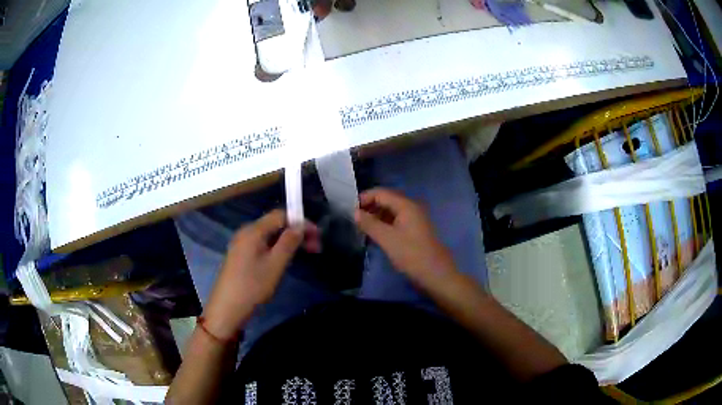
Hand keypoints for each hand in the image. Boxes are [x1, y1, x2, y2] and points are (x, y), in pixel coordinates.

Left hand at [202, 210, 319, 339]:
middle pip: (274, 224)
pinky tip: (284, 260)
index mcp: (253, 231)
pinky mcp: (240, 256)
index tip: (317, 235)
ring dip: (287, 241)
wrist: (227, 308)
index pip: (280, 215)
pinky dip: (276, 248)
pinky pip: (262, 245)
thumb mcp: (275, 264)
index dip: (300, 221)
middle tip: (315, 248)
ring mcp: (241, 244)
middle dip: (296, 232)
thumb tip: (300, 225)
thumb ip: (289, 242)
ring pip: (269, 236)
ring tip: (303, 254)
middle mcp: (246, 232)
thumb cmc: (252, 286)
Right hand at [354, 188, 457, 286]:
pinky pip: (396, 222)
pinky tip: (375, 235)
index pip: (380, 193)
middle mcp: (411, 208)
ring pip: (391, 212)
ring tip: (361, 228)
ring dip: (376, 217)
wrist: (435, 274)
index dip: (364, 198)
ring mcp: (414, 220)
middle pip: (386, 200)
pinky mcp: (414, 231)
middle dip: (369, 207)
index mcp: (406, 205)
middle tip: (353, 219)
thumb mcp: (387, 239)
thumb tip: (354, 212)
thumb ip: (369, 223)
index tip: (348, 210)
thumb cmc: (411, 255)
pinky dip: (384, 225)